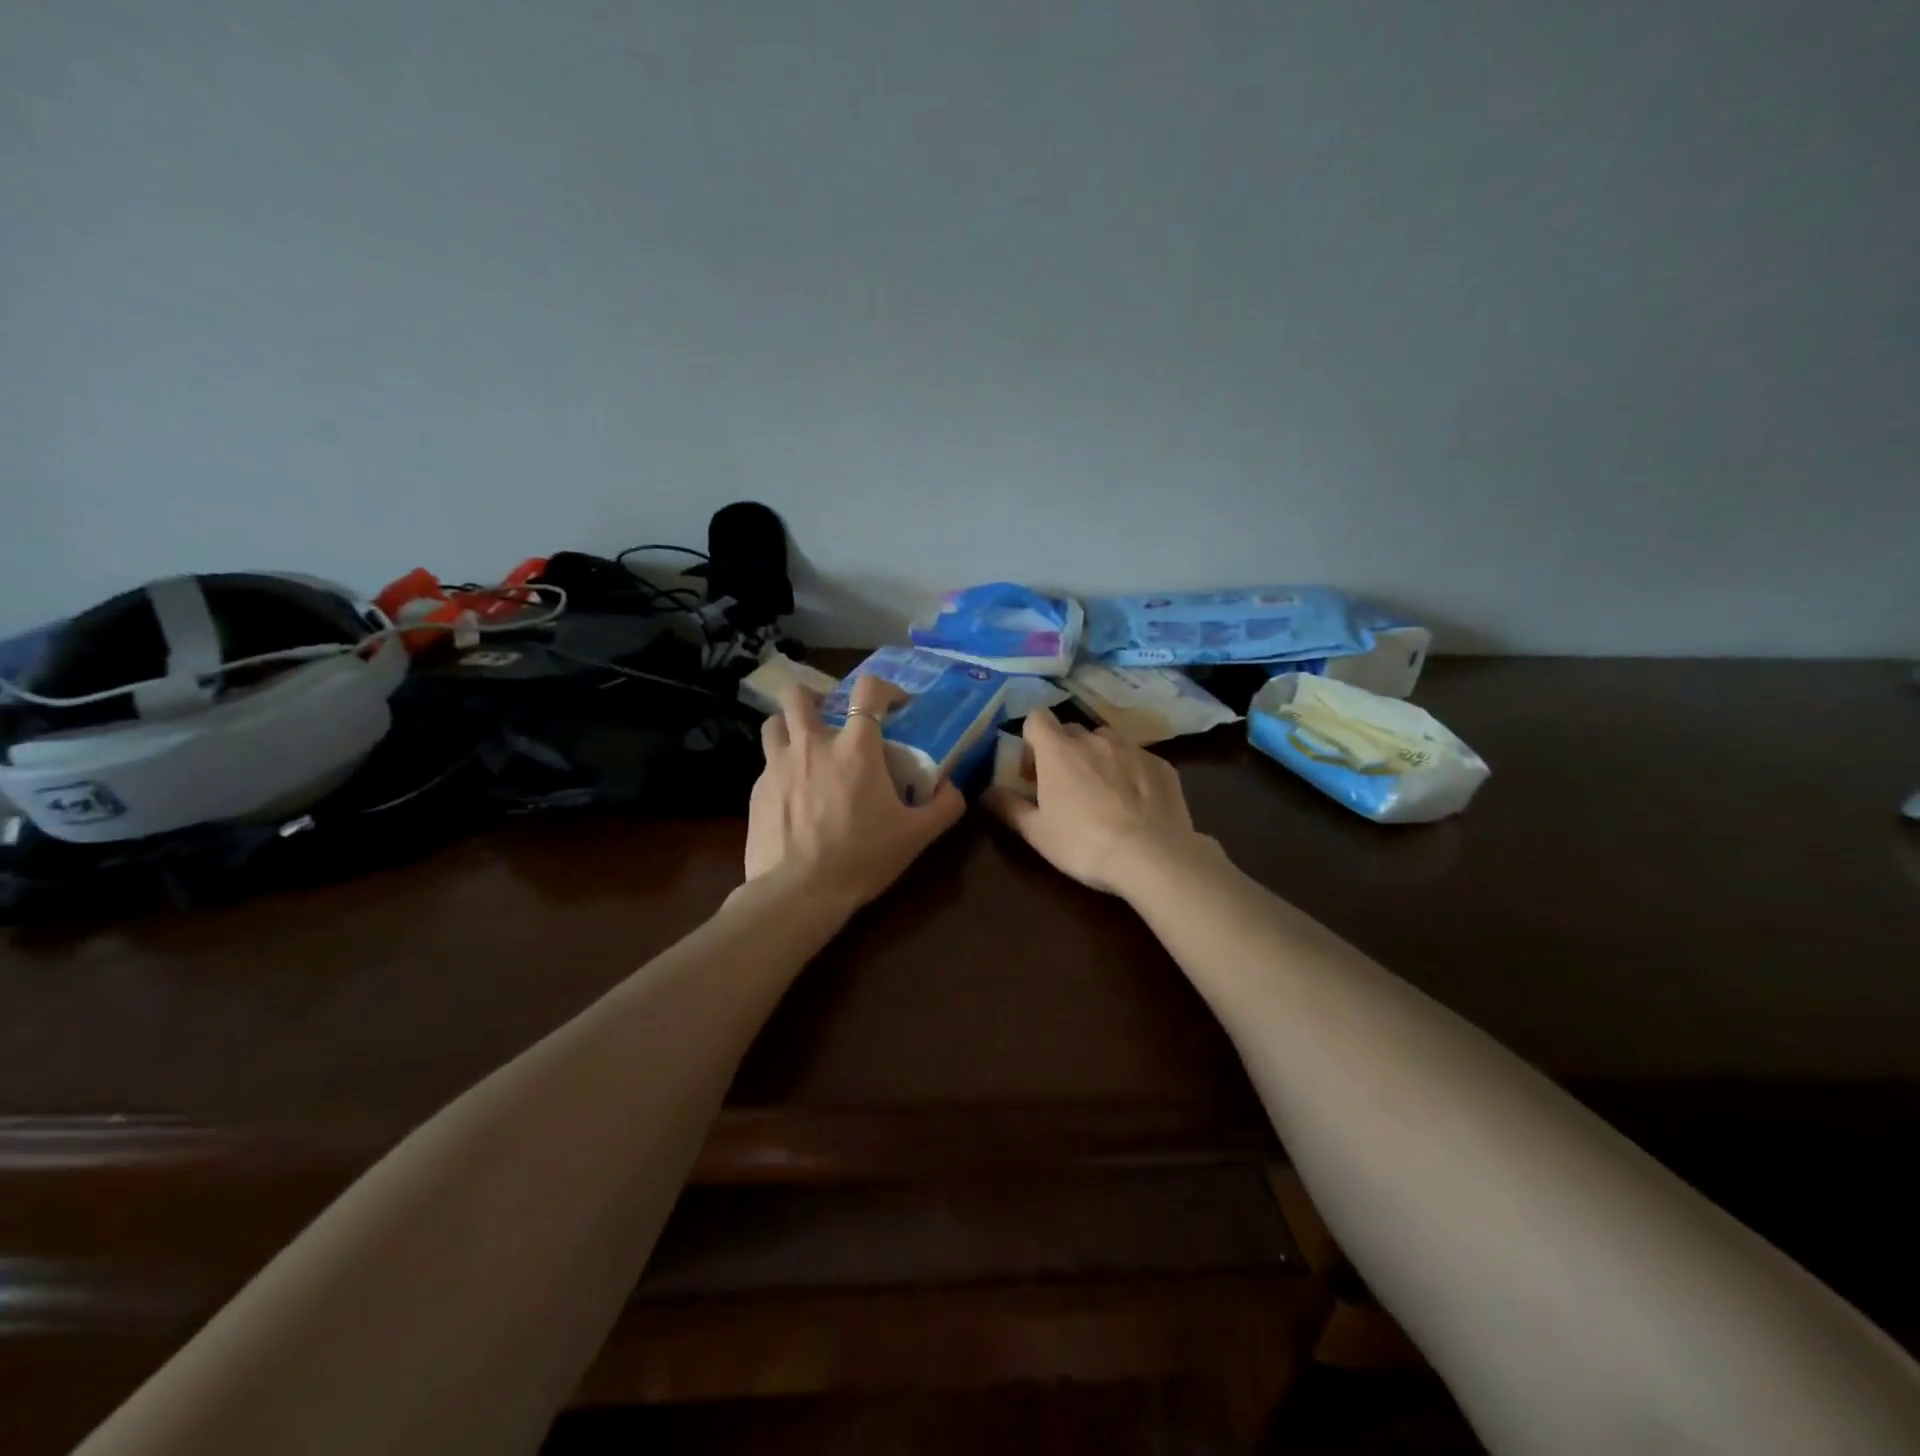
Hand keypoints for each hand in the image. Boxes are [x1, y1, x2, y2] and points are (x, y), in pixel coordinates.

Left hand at [743, 674, 965, 909]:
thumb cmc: (862, 858)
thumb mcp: (917, 836)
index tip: (895, 705)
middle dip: (816, 697)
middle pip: (800, 695)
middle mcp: (813, 744)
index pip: (868, 690)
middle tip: (831, 718)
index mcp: (855, 747)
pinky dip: (781, 767)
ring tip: (804, 746)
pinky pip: (767, 764)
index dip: (885, 688)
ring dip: (790, 726)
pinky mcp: (756, 790)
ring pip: (774, 722)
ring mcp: (778, 764)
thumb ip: (945, 806)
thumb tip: (952, 787)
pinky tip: (793, 794)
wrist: (798, 892)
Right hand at [983, 707, 1200, 894]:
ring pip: (1107, 742)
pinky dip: (1130, 773)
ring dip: (1098, 758)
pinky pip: (1137, 759)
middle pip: (1071, 731)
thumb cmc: (1083, 844)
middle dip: (1064, 752)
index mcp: (1059, 751)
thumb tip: (986, 792)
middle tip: (1065, 787)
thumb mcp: (1037, 832)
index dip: (1031, 739)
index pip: (1037, 718)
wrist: (1153, 856)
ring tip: (1102, 793)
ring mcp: (1132, 749)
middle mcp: (1094, 740)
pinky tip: (1135, 804)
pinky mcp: (1161, 764)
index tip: (1033, 770)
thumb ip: (1008, 807)